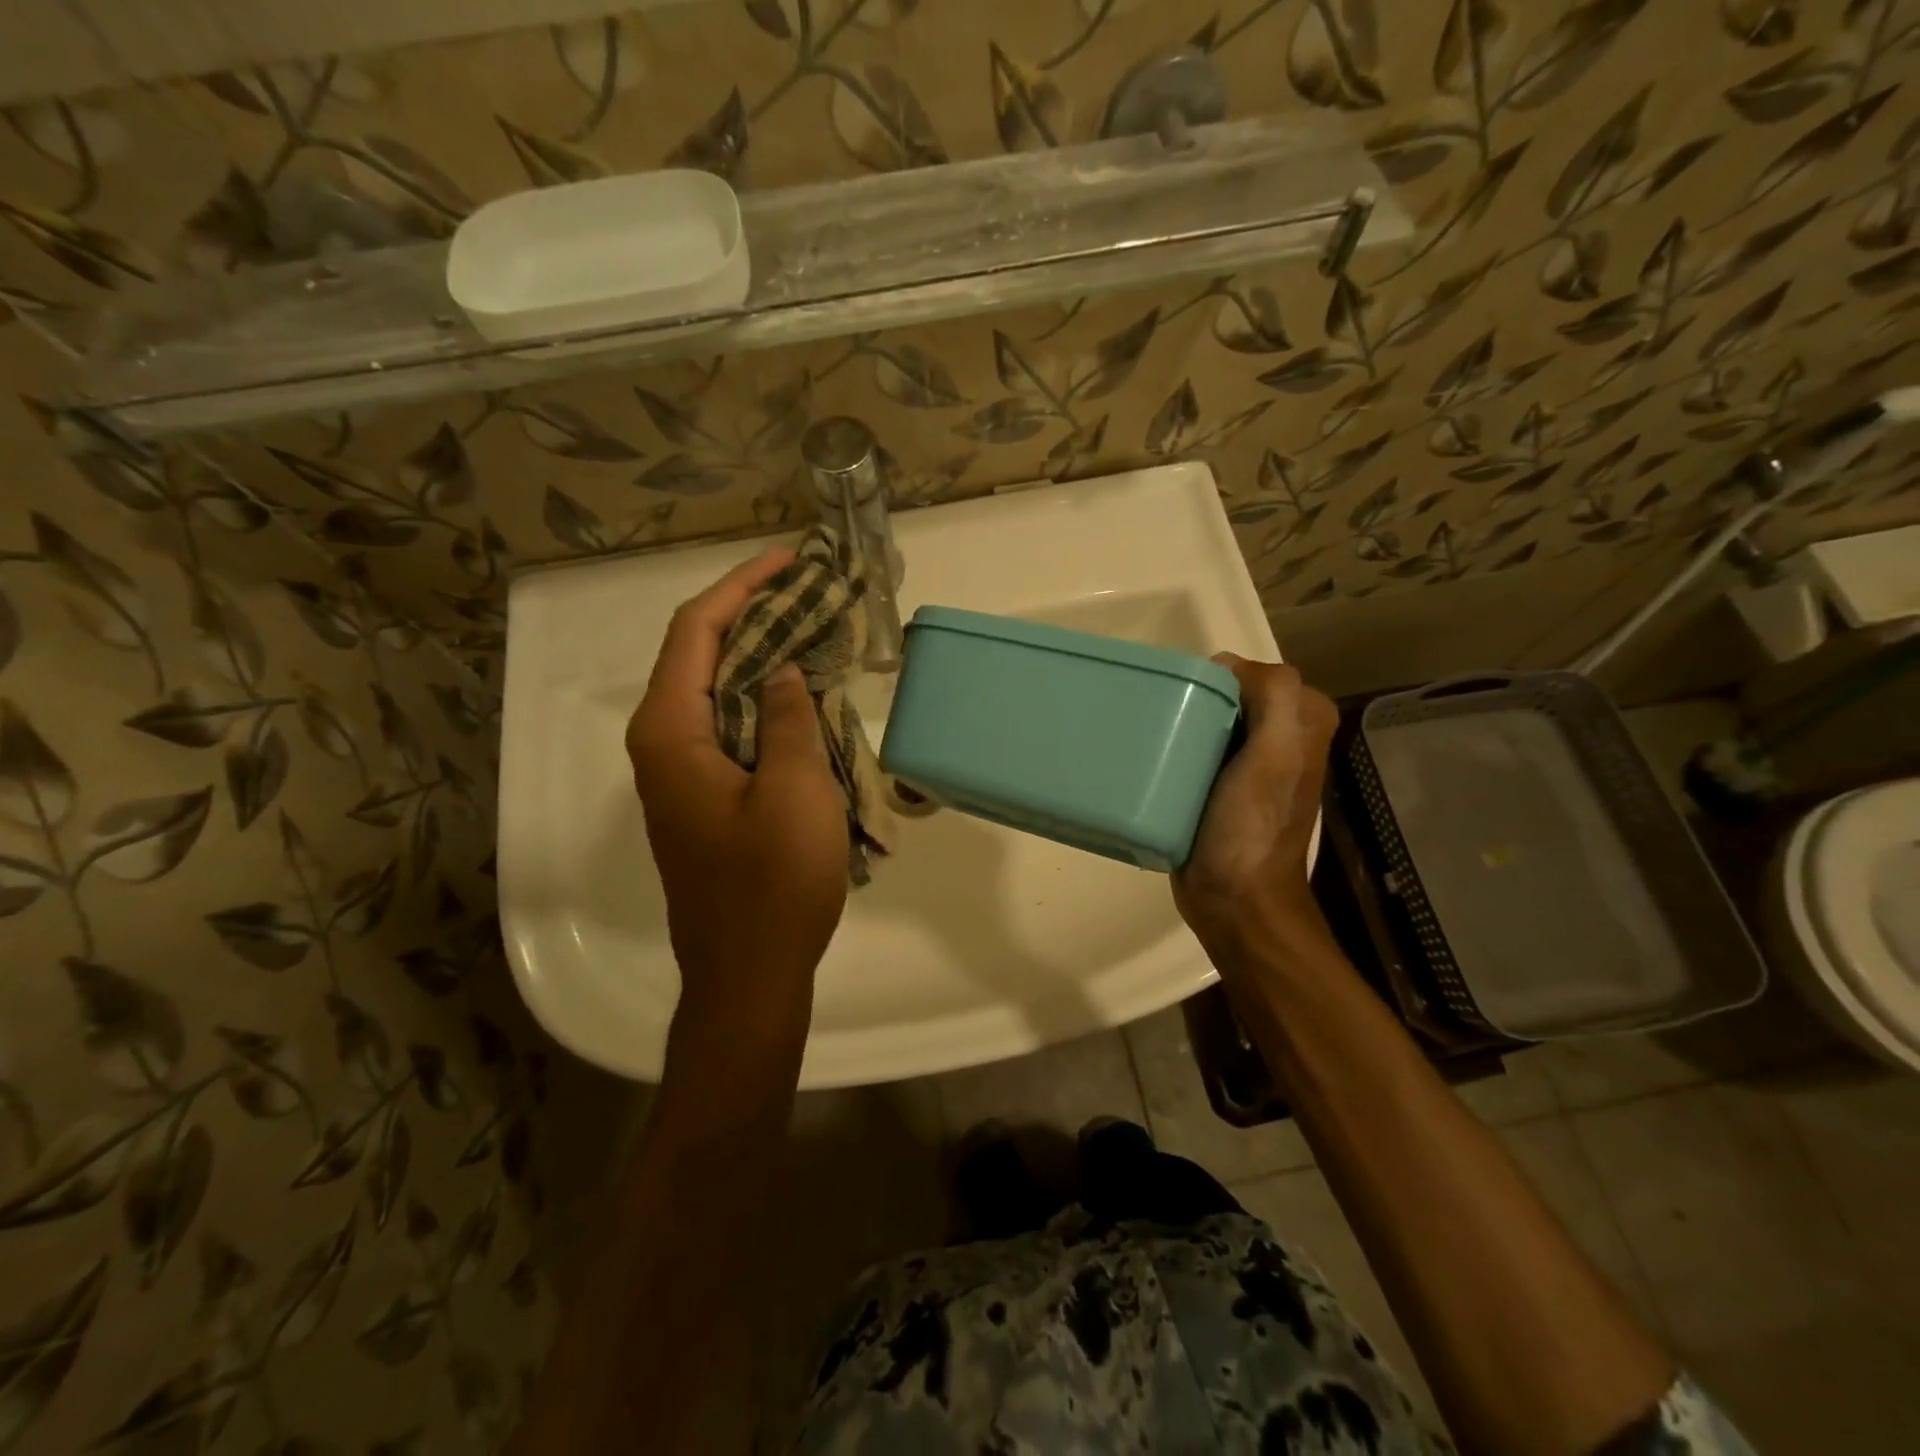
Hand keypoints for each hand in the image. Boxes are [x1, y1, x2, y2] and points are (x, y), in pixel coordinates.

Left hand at [625, 549, 849, 1024]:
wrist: (748, 974)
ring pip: (718, 693)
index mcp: (670, 733)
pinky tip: (807, 697)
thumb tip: (784, 673)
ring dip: (762, 658)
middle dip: (754, 616)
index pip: (696, 632)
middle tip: (810, 591)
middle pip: (701, 656)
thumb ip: (790, 718)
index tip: (788, 560)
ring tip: (814, 631)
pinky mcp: (706, 799)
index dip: (741, 587)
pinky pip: (732, 729)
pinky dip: (766, 702)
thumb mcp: (795, 790)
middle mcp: (664, 745)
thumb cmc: (772, 883)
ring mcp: (683, 775)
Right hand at [1173, 657, 1339, 969]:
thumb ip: (1273, 696)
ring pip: (1210, 719)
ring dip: (1183, 722)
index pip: (1254, 673)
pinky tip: (1156, 761)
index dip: (1219, 679)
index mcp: (1304, 723)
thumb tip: (1227, 666)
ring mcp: (1250, 765)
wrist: (1234, 900)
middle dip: (1197, 698)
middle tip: (1164, 722)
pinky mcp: (1220, 788)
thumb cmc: (1253, 827)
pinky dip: (1176, 747)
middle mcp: (1283, 738)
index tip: (1186, 705)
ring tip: (1155, 739)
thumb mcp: (1276, 755)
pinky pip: (1196, 749)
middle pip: (1230, 695)